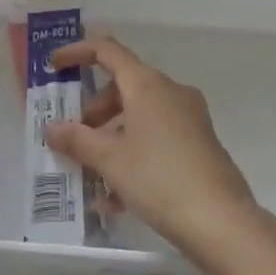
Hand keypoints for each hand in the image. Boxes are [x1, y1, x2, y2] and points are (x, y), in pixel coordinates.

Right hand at [44, 36, 257, 256]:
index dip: (77, 53)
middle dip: (95, 109)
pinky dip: (135, 152)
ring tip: (94, 173)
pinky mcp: (201, 143)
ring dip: (113, 136)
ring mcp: (190, 117)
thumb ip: (77, 140)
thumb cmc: (160, 179)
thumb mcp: (110, 160)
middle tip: (76, 136)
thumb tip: (51, 128)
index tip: (54, 66)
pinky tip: (119, 196)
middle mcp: (170, 91)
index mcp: (147, 84)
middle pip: (123, 86)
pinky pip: (158, 135)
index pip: (107, 51)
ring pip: (140, 114)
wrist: (223, 223)